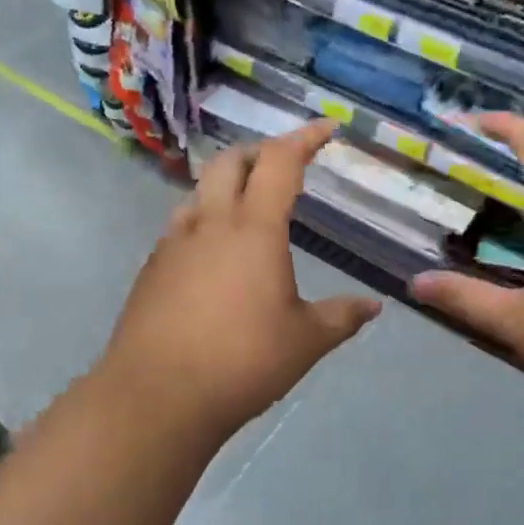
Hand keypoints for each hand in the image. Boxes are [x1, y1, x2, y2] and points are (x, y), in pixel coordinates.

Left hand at [98, 121, 381, 446]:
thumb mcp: (305, 342)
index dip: (305, 138)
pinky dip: (203, 221)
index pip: (280, 162)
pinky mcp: (151, 269)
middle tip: (283, 166)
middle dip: (259, 153)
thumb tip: (372, 306)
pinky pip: (181, 227)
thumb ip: (341, 317)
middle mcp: (210, 224)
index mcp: (254, 229)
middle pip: (230, 163)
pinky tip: (213, 255)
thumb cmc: (242, 361)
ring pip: (199, 192)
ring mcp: (173, 244)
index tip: (326, 128)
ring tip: (247, 207)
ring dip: (226, 185)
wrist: (157, 396)